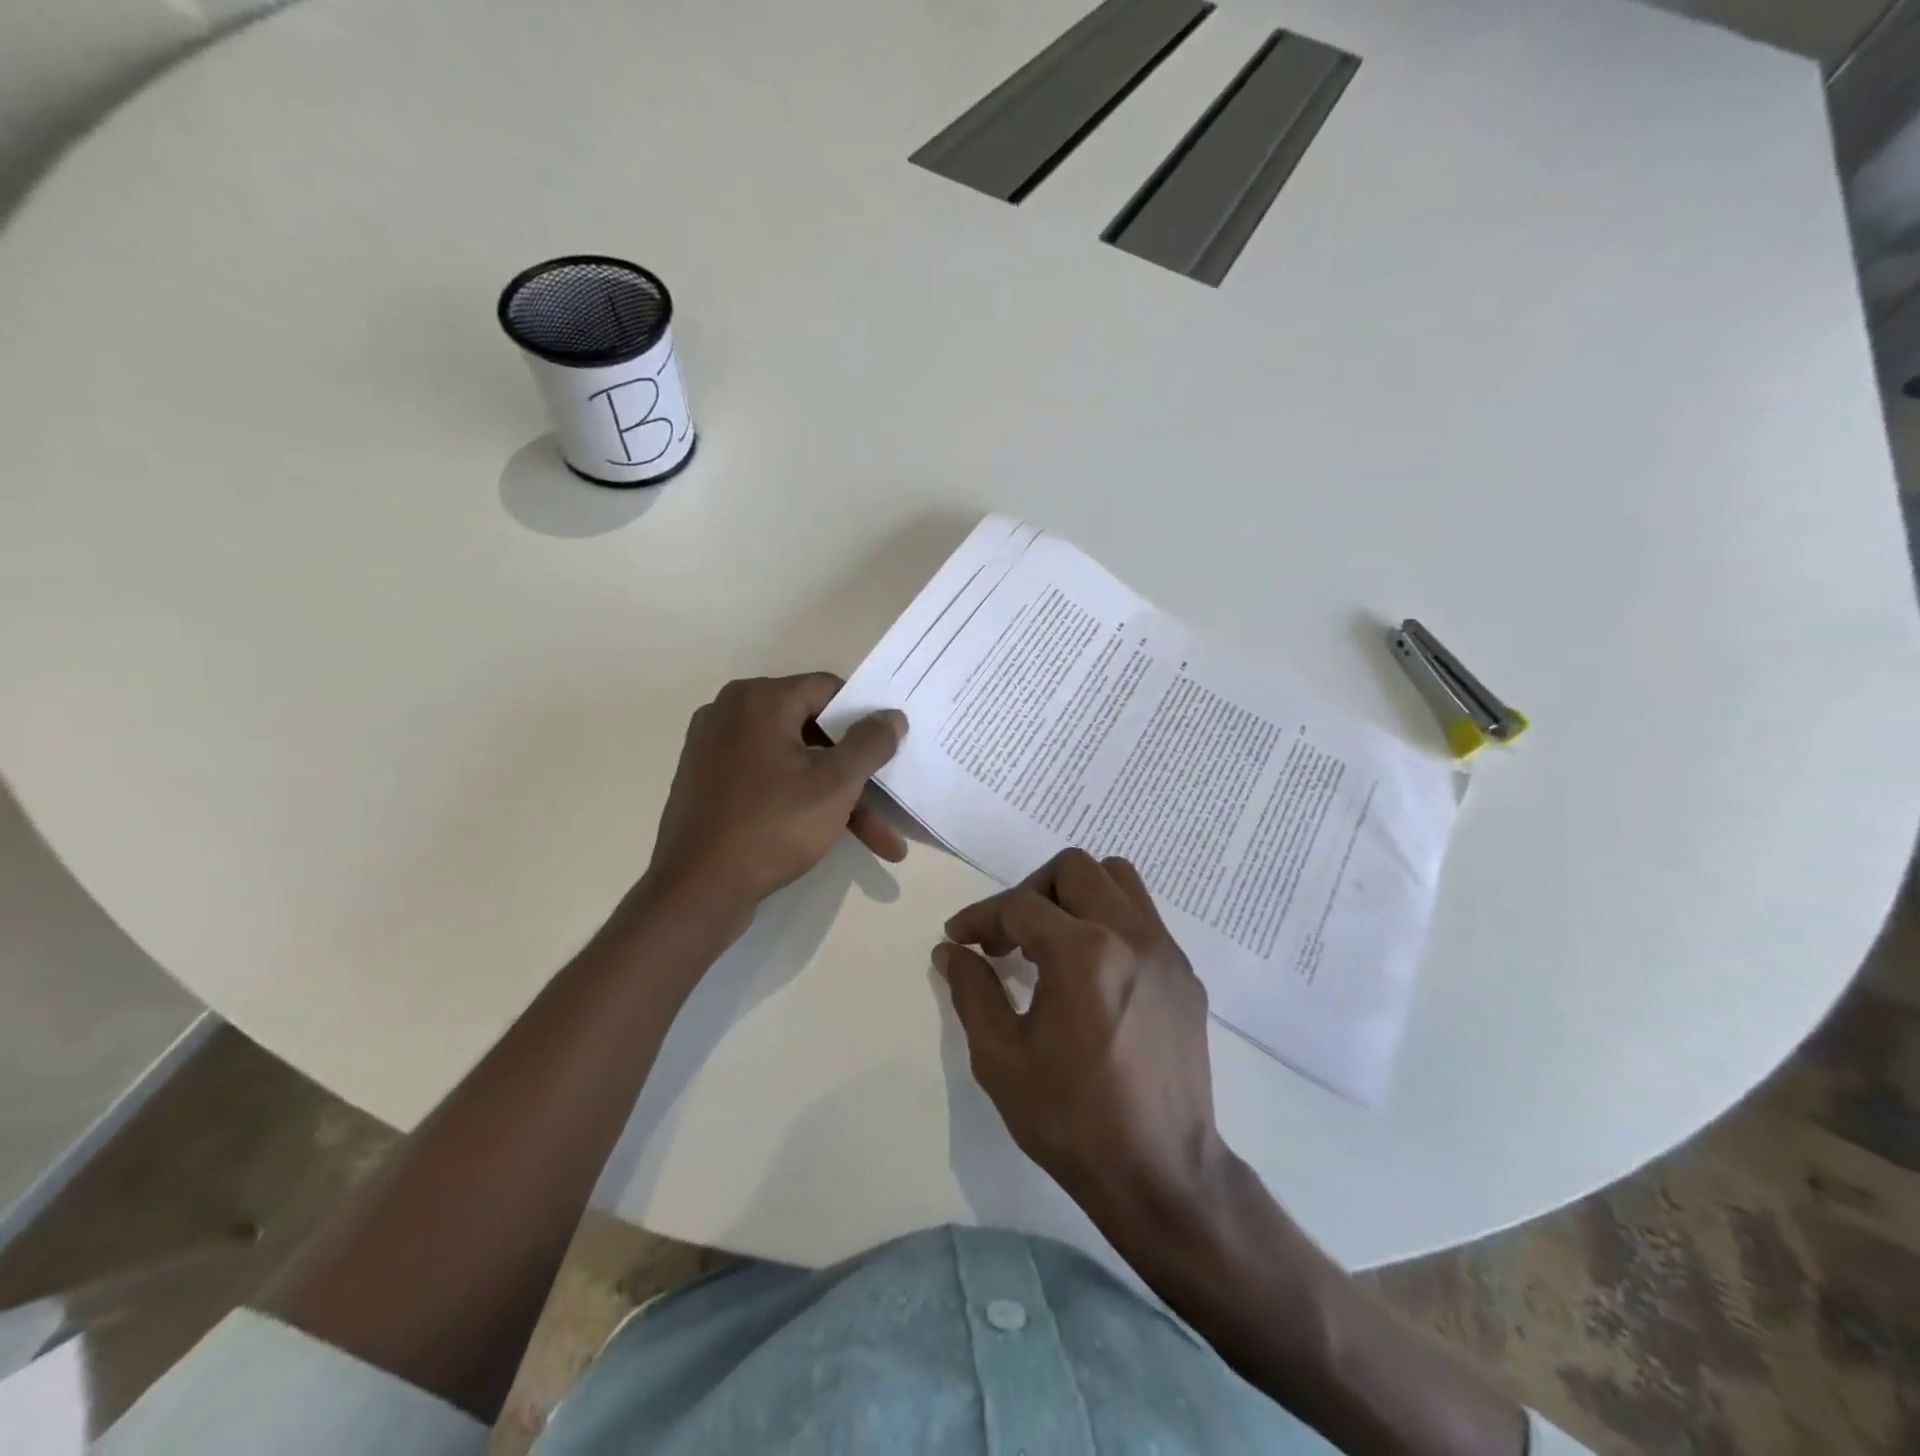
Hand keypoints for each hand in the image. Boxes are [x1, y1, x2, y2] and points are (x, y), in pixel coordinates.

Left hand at [648, 674, 907, 910]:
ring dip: (837, 797)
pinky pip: (768, 780)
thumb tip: (891, 715)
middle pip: (813, 731)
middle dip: (857, 775)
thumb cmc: (772, 826)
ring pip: (794, 763)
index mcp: (758, 699)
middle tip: (890, 807)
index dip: (865, 719)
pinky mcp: (709, 784)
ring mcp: (715, 750)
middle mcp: (731, 713)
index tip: (890, 751)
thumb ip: (870, 743)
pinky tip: (830, 835)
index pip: (828, 690)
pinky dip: (801, 801)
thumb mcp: (836, 784)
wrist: (696, 891)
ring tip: (879, 843)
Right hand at [936, 848, 1222, 1227]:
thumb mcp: (1001, 1059)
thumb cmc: (1072, 1119)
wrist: (1162, 1173)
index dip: (980, 916)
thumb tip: (952, 951)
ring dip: (1076, 894)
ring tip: (1052, 938)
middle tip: (1008, 936)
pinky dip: (1109, 920)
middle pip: (1073, 869)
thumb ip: (972, 992)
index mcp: (1083, 953)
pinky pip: (1143, 916)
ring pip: (1118, 878)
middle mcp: (1130, 934)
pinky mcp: (1185, 973)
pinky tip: (1093, 970)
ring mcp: (1165, 950)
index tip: (959, 937)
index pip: (1019, 905)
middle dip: (1030, 892)